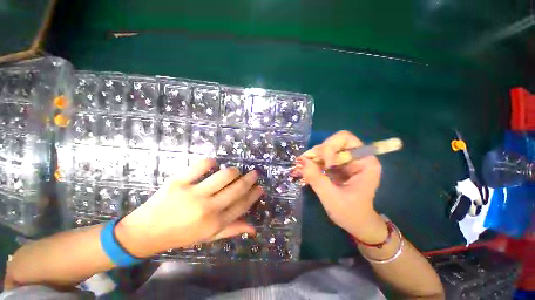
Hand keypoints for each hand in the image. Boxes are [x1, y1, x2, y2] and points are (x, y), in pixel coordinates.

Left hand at [115, 159, 262, 257]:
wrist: (146, 232)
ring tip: (234, 172)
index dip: (254, 195)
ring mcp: (193, 194)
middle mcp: (207, 208)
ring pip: (224, 175)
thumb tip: (254, 229)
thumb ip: (232, 230)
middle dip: (250, 179)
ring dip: (233, 171)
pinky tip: (213, 164)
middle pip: (237, 189)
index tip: (260, 187)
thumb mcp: (208, 237)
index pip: (242, 205)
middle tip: (255, 174)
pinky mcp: (178, 182)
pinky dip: (210, 162)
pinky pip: (200, 166)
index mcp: (215, 223)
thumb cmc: (181, 235)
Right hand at [293, 131, 386, 242]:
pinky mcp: (336, 166)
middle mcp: (355, 157)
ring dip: (312, 158)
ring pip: (324, 149)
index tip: (325, 165)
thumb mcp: (332, 198)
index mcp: (364, 162)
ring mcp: (344, 161)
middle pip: (332, 142)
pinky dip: (311, 163)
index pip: (345, 138)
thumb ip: (317, 179)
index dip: (331, 147)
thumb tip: (302, 161)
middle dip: (318, 153)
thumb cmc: (351, 214)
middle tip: (307, 165)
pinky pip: (321, 158)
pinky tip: (304, 171)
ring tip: (302, 170)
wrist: (356, 223)